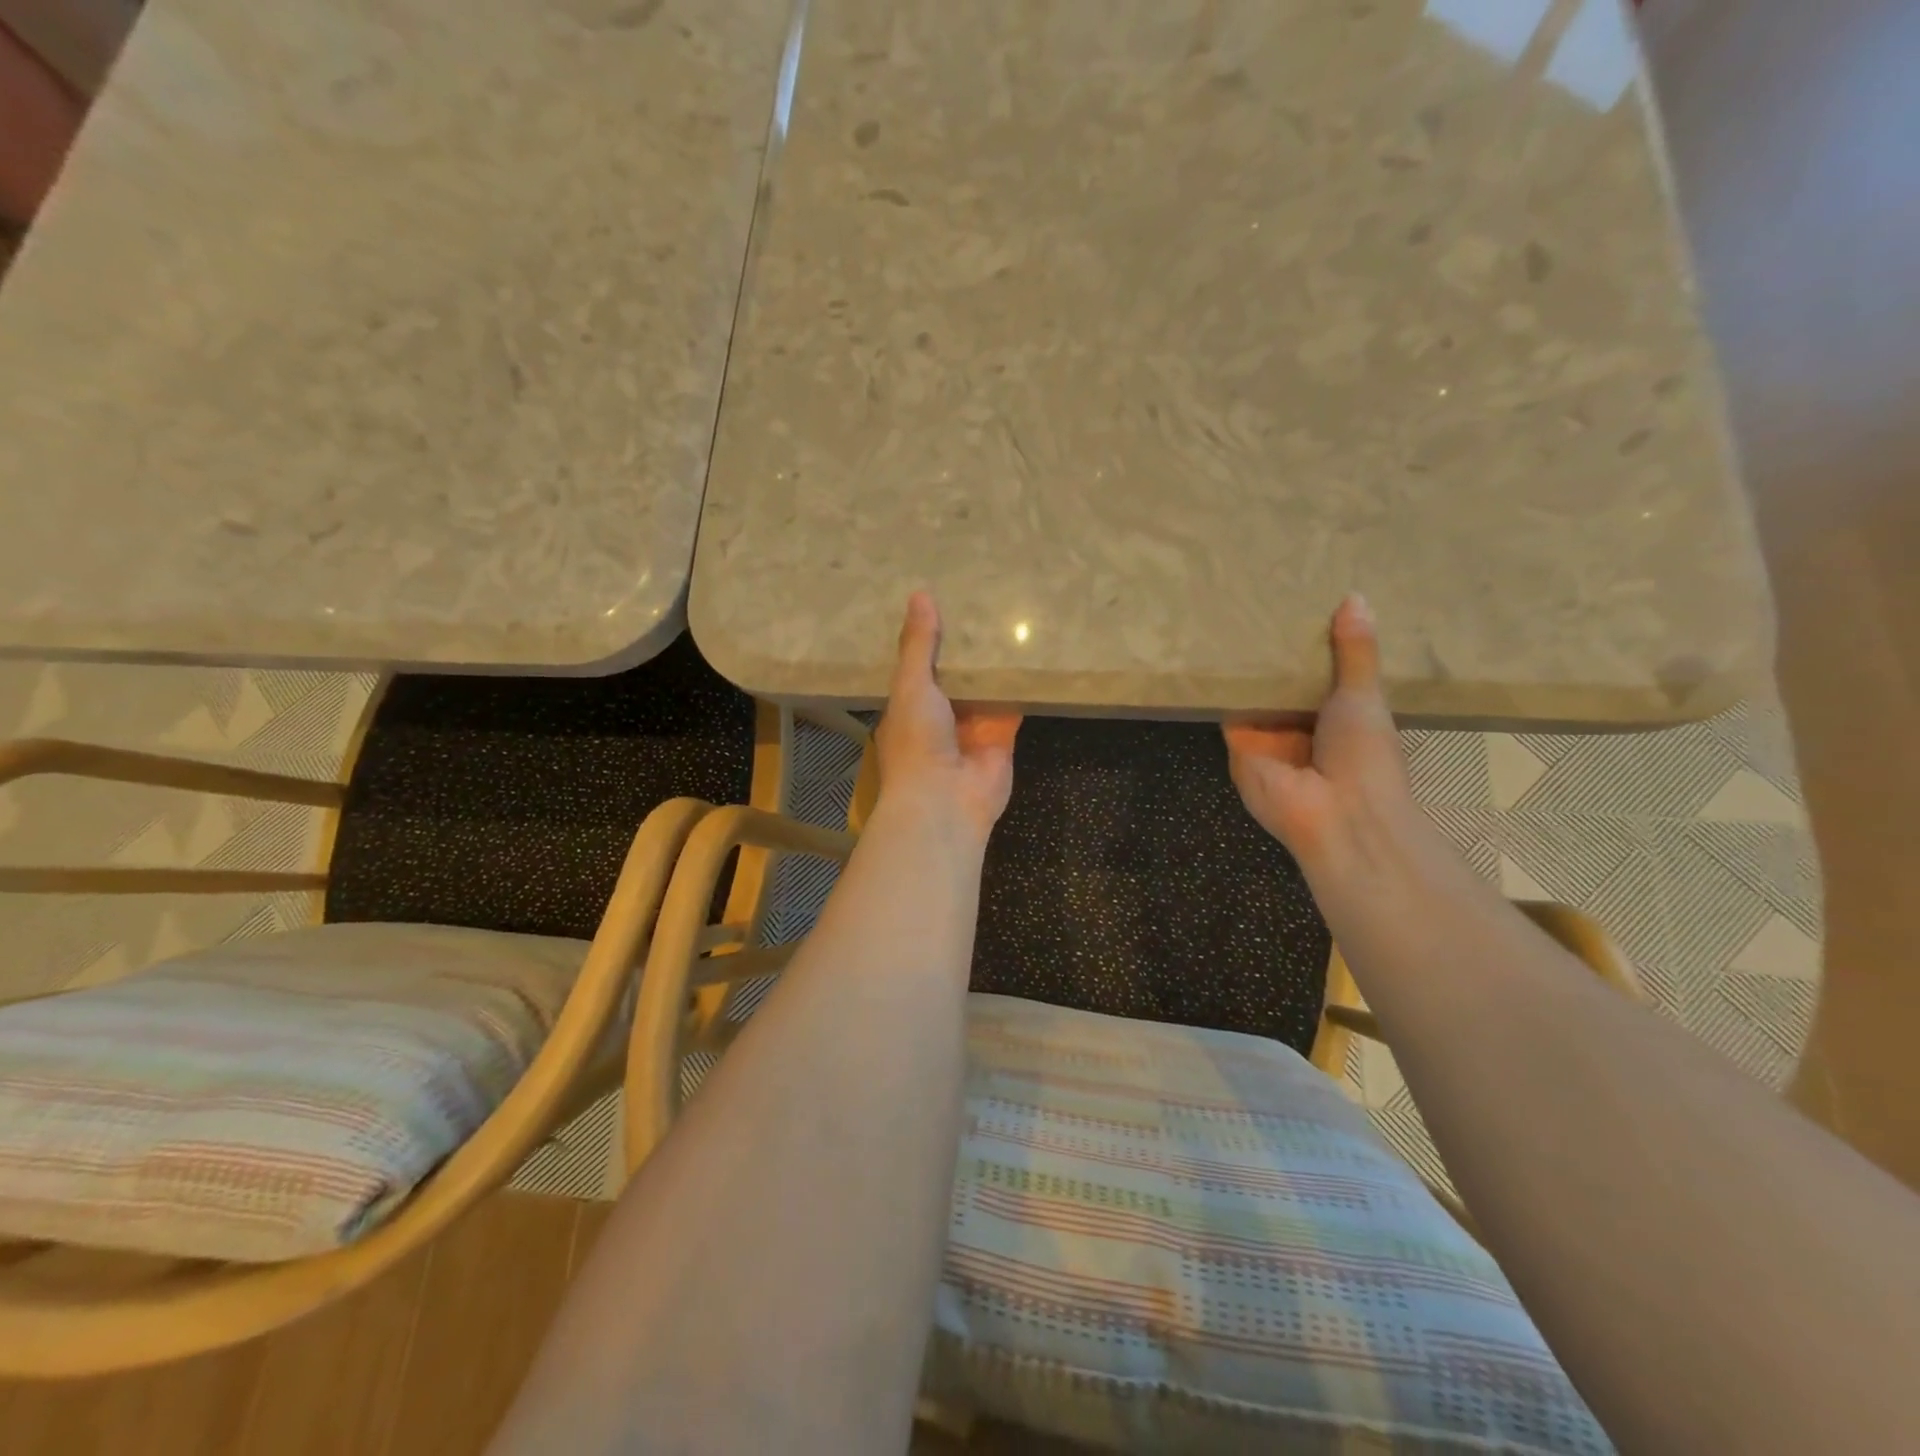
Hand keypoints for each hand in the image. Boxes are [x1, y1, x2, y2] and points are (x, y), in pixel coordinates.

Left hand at [873, 592, 1021, 841]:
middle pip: (956, 674)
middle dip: (966, 648)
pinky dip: (1022, 684)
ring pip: (986, 687)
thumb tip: (920, 595)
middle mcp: (940, 715)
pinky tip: (1034, 652)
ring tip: (1010, 617)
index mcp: (909, 705)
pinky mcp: (1003, 736)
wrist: (946, 800)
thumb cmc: (917, 740)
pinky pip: (1014, 704)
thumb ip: (918, 644)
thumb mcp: (911, 685)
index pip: (918, 665)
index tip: (941, 600)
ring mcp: (973, 727)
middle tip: (983, 600)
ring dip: (995, 663)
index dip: (928, 638)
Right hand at [1224, 594, 1415, 877]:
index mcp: (1339, 717)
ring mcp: (1267, 737)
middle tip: (1258, 599)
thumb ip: (1356, 653)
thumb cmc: (1365, 756)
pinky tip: (1213, 645)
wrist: (1336, 814)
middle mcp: (1300, 726)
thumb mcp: (1365, 696)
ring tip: (1232, 612)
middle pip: (1282, 684)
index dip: (1312, 645)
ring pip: (1253, 694)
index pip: (1319, 675)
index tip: (1300, 605)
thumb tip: (1356, 597)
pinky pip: (1228, 707)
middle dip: (1274, 653)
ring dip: (1246, 666)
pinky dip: (1223, 683)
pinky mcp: (1237, 743)